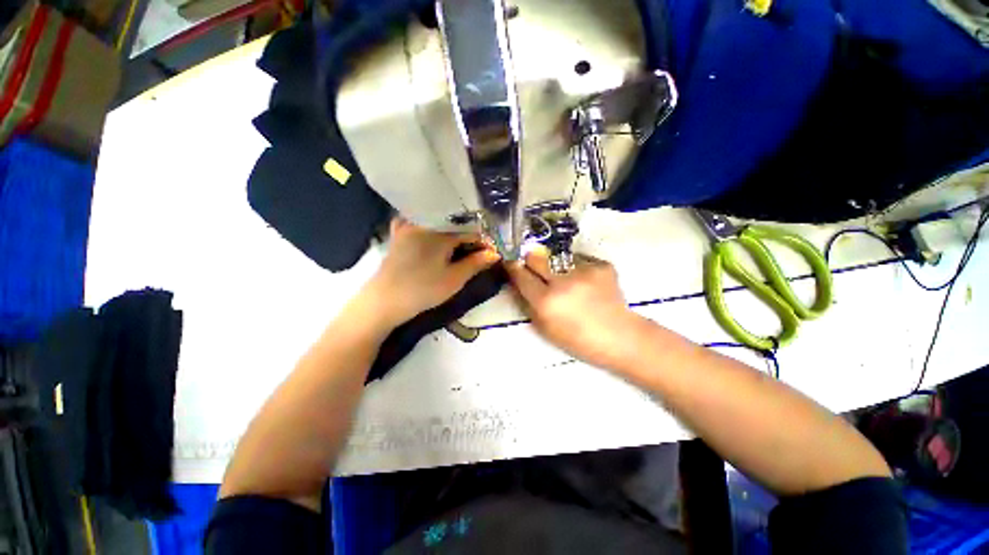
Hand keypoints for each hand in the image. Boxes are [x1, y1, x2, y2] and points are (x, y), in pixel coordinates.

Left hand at [361, 218, 500, 328]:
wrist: (385, 301)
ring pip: (437, 222)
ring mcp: (409, 226)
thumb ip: (476, 263)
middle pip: (454, 224)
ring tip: (460, 243)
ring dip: (451, 230)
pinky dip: (429, 227)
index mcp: (440, 233)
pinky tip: (434, 234)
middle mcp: (424, 223)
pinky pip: (418, 223)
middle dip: (469, 236)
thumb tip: (495, 254)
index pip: (469, 231)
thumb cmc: (423, 291)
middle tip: (479, 251)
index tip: (492, 253)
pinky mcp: (399, 234)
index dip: (483, 242)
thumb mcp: (454, 279)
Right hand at [507, 248, 646, 369]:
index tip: (511, 262)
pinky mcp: (601, 265)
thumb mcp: (545, 328)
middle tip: (535, 267)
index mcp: (546, 301)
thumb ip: (528, 303)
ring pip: (558, 258)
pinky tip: (587, 283)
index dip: (513, 267)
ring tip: (569, 281)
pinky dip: (578, 269)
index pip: (520, 274)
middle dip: (531, 260)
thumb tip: (519, 282)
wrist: (620, 337)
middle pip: (535, 256)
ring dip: (557, 267)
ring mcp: (584, 271)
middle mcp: (562, 282)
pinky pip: (580, 260)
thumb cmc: (578, 339)